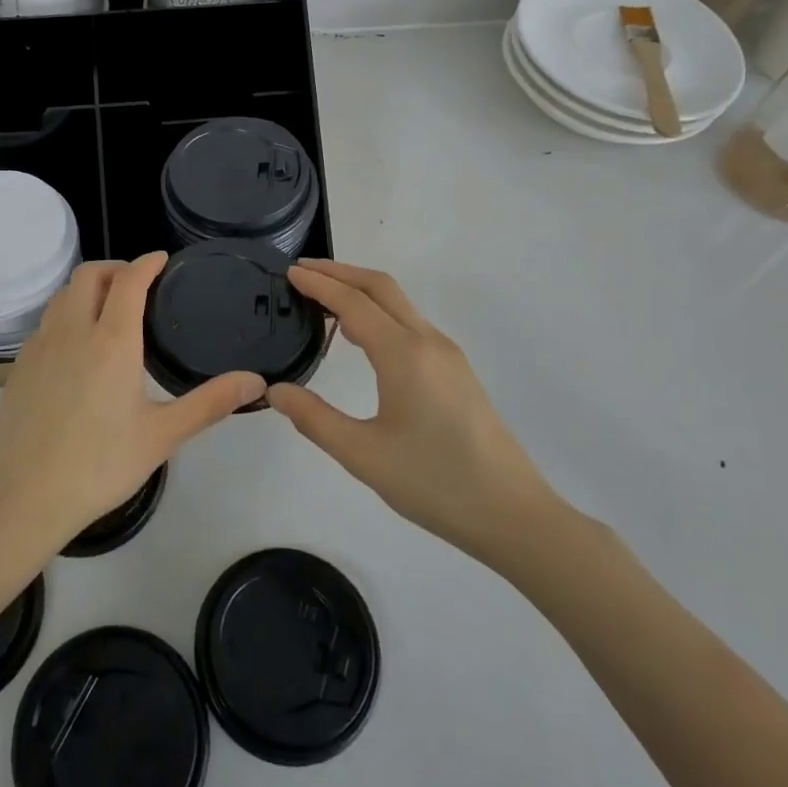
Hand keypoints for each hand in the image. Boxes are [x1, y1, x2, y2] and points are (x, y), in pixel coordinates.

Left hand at [0, 252, 263, 559]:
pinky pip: (46, 323)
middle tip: (138, 284)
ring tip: (108, 309)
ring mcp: (39, 347)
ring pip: (62, 296)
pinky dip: (67, 315)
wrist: (22, 498)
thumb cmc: (99, 465)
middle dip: (115, 268)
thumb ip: (210, 403)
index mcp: (111, 341)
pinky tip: (78, 348)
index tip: (162, 260)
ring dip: (87, 289)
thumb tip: (256, 381)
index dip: (147, 262)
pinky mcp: (19, 367)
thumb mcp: (162, 436)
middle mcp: (72, 331)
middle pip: (89, 275)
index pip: (129, 280)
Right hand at [266, 260, 561, 572]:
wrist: (512, 514)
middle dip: (340, 273)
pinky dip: (380, 312)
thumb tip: (275, 391)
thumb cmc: (434, 483)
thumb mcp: (362, 455)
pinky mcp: (457, 371)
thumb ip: (314, 418)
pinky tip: (362, 336)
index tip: (289, 272)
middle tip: (303, 272)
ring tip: (324, 299)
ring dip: (361, 291)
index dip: (318, 284)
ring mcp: (448, 354)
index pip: (353, 303)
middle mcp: (428, 342)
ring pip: (399, 303)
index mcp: (404, 354)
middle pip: (380, 287)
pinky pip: (411, 323)